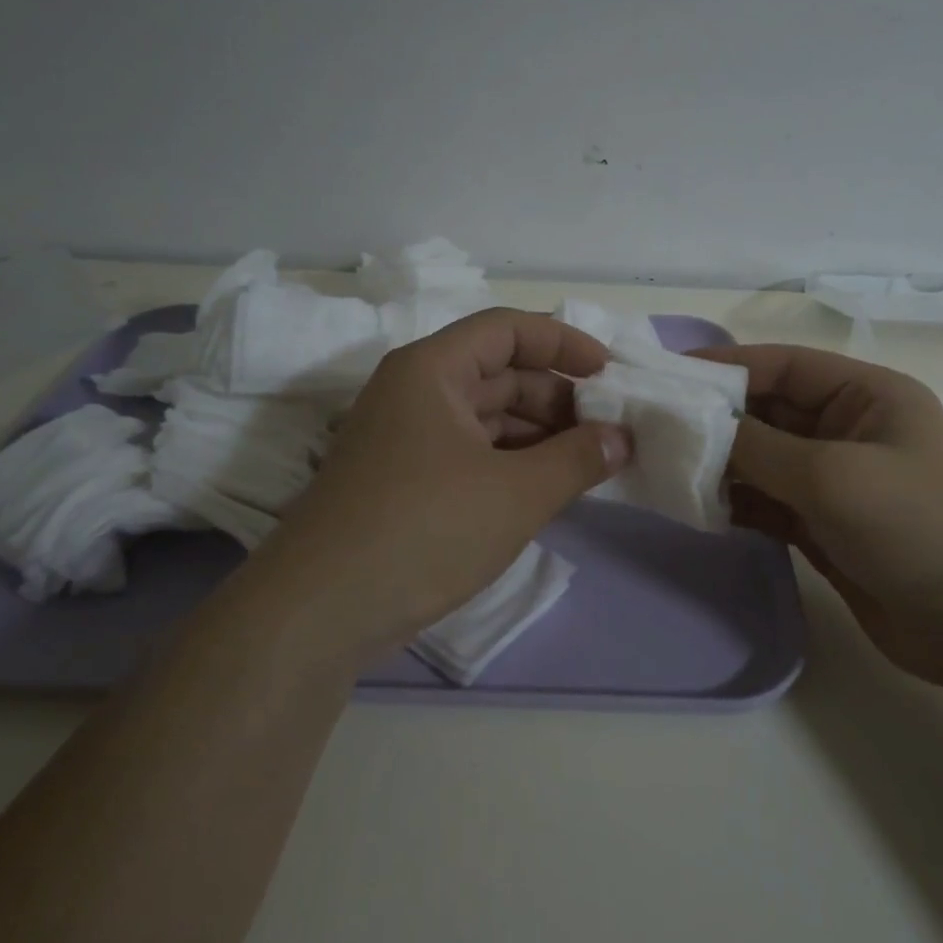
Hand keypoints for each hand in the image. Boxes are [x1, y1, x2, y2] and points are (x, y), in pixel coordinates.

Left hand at [251, 308, 630, 666]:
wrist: (320, 612)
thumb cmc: (424, 529)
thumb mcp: (516, 493)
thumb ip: (578, 459)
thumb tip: (622, 438)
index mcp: (432, 370)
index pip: (507, 330)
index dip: (563, 343)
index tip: (609, 374)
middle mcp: (414, 392)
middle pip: (499, 373)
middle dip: (557, 398)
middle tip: (608, 431)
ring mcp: (405, 438)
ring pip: (486, 417)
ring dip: (538, 435)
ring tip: (588, 464)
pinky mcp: (403, 481)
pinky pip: (470, 453)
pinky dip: (511, 464)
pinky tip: (545, 489)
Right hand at [696, 344, 942, 687]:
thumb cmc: (918, 528)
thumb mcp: (832, 475)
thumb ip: (758, 448)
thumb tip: (699, 428)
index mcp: (866, 395)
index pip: (782, 366)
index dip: (725, 366)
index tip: (666, 377)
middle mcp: (849, 429)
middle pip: (768, 412)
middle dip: (715, 420)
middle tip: (653, 428)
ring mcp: (837, 481)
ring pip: (763, 460)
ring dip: (721, 465)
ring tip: (666, 469)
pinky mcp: (825, 526)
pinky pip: (768, 502)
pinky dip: (737, 503)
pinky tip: (699, 508)